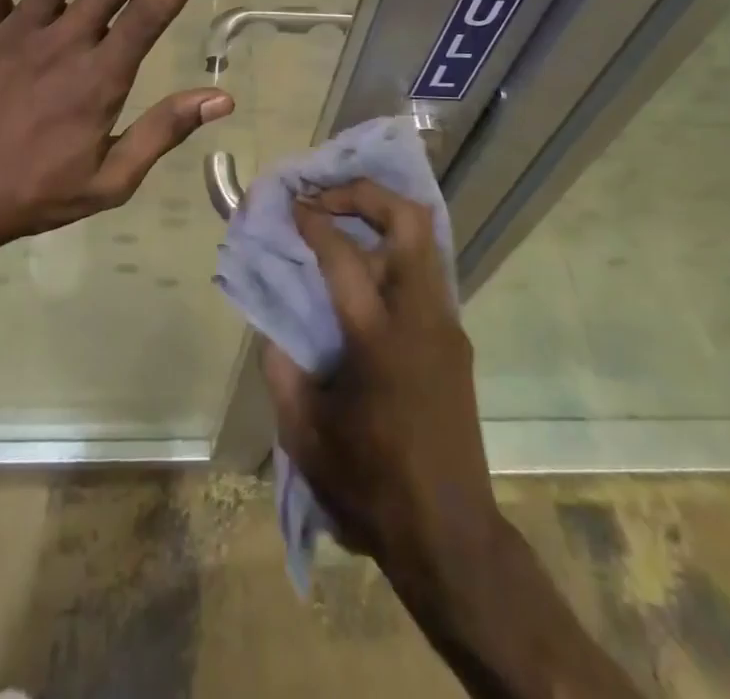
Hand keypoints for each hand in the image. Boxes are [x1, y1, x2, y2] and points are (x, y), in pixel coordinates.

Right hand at [262, 179, 500, 599]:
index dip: (313, 220)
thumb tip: (273, 323)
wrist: (450, 536)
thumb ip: (281, 367)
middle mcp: (421, 317)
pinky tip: (363, 272)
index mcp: (379, 337)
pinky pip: (426, 272)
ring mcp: (446, 325)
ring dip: (382, 217)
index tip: (290, 204)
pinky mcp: (455, 340)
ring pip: (424, 240)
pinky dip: (393, 252)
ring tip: (341, 219)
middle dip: (365, 193)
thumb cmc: (371, 485)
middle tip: (325, 195)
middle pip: (409, 221)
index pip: (343, 254)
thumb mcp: (305, 433)